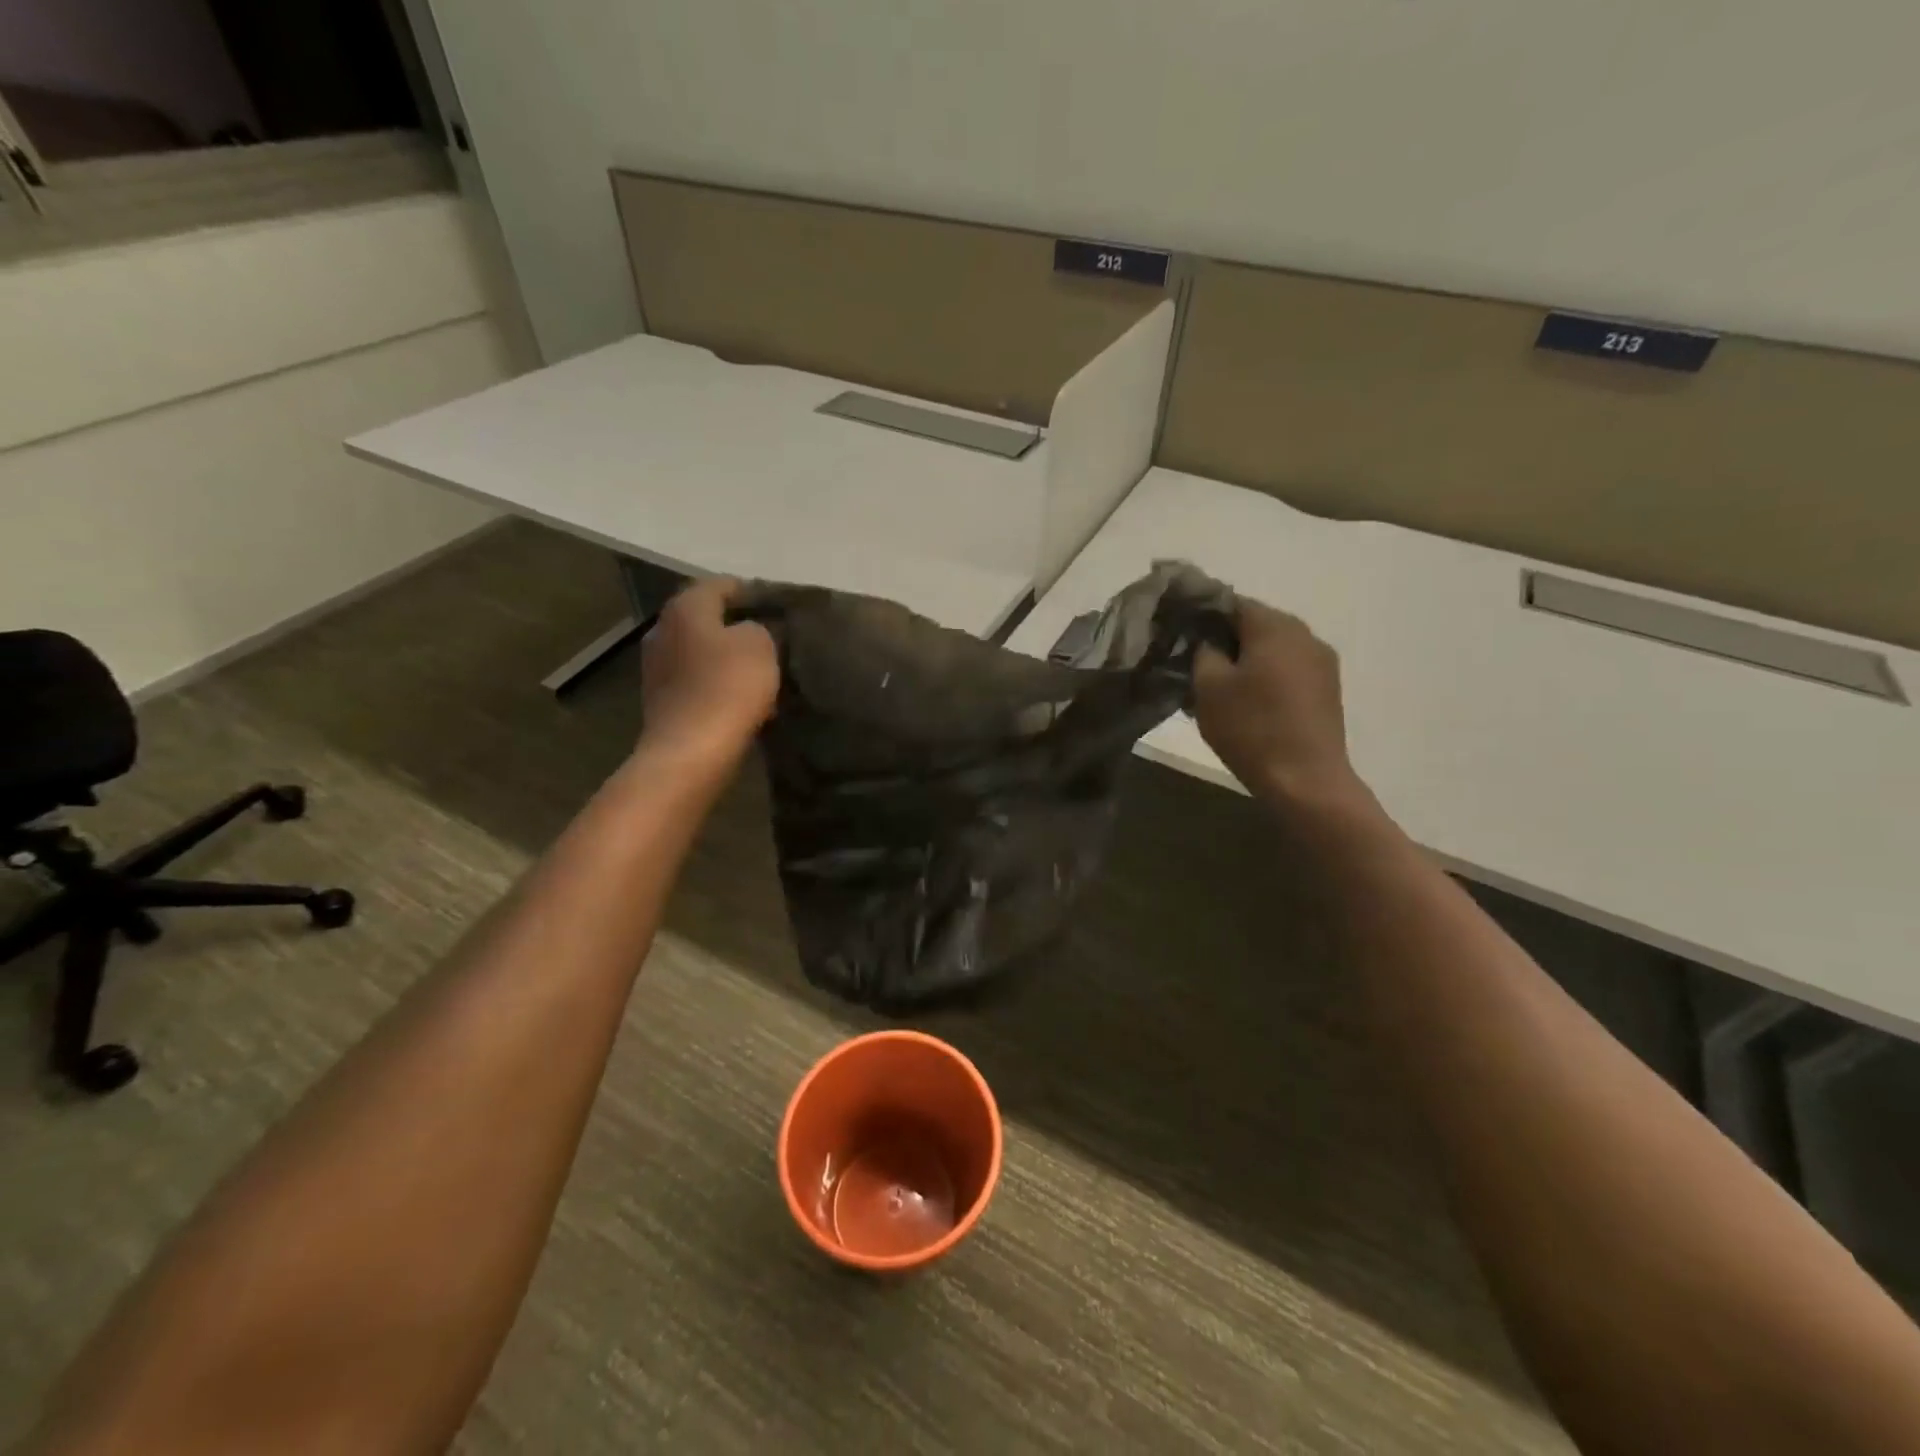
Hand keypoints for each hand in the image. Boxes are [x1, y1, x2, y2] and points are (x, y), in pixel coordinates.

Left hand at [638, 577, 778, 769]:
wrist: (690, 751)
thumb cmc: (728, 687)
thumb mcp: (760, 645)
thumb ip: (757, 628)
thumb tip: (746, 632)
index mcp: (685, 608)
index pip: (720, 585)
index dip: (749, 591)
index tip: (775, 604)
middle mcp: (662, 630)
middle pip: (704, 619)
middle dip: (735, 626)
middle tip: (770, 637)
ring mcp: (656, 668)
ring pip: (699, 652)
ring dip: (725, 658)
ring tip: (758, 670)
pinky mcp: (660, 701)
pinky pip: (695, 682)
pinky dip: (716, 685)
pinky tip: (739, 699)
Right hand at [1193, 597, 1366, 810]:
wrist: (1305, 781)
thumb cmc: (1251, 728)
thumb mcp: (1208, 687)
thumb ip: (1203, 652)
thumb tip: (1209, 641)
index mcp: (1274, 625)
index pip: (1230, 601)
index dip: (1201, 614)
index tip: (1180, 633)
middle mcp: (1304, 634)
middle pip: (1255, 623)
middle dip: (1224, 638)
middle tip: (1194, 663)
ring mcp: (1322, 662)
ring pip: (1273, 648)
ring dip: (1246, 660)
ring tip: (1220, 687)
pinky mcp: (1328, 689)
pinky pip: (1289, 669)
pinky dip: (1266, 677)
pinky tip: (1249, 702)